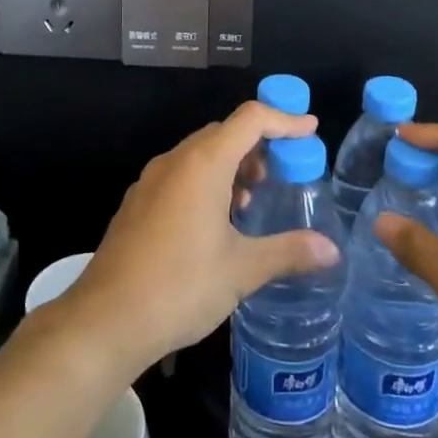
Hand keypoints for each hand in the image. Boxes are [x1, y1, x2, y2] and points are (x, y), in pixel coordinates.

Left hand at [58, 102, 340, 374]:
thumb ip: (288, 252)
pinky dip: (207, 181)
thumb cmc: (180, 286)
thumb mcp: (241, 270)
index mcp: (202, 164)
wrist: (106, 319)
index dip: (284, 119)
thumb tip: (331, 250)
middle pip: (223, 133)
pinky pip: (180, 174)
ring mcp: (151, 181)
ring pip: (199, 154)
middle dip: (258, 144)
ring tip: (251, 201)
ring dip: (231, 165)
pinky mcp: (138, 202)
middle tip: (284, 173)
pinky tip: (216, 222)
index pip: (250, 119)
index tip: (310, 130)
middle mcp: (175, 161)